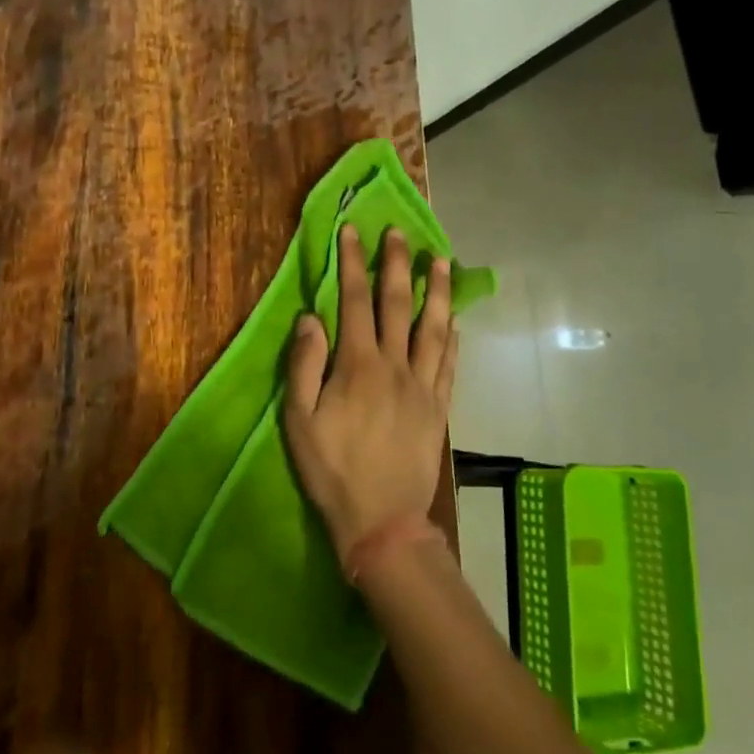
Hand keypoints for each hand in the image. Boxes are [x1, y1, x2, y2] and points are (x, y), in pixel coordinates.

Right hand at [283, 225, 459, 565]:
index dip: (352, 264)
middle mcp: (395, 366)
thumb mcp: (300, 420)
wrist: (381, 520)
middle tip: (399, 233)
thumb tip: (310, 317)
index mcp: (358, 365)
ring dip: (437, 291)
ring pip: (433, 327)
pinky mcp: (439, 408)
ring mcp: (423, 386)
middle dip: (397, 265)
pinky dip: (452, 337)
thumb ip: (305, 365)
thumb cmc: (332, 470)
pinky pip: (449, 363)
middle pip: (399, 305)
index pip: (355, 301)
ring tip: (440, 260)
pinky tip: (454, 320)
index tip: (352, 232)